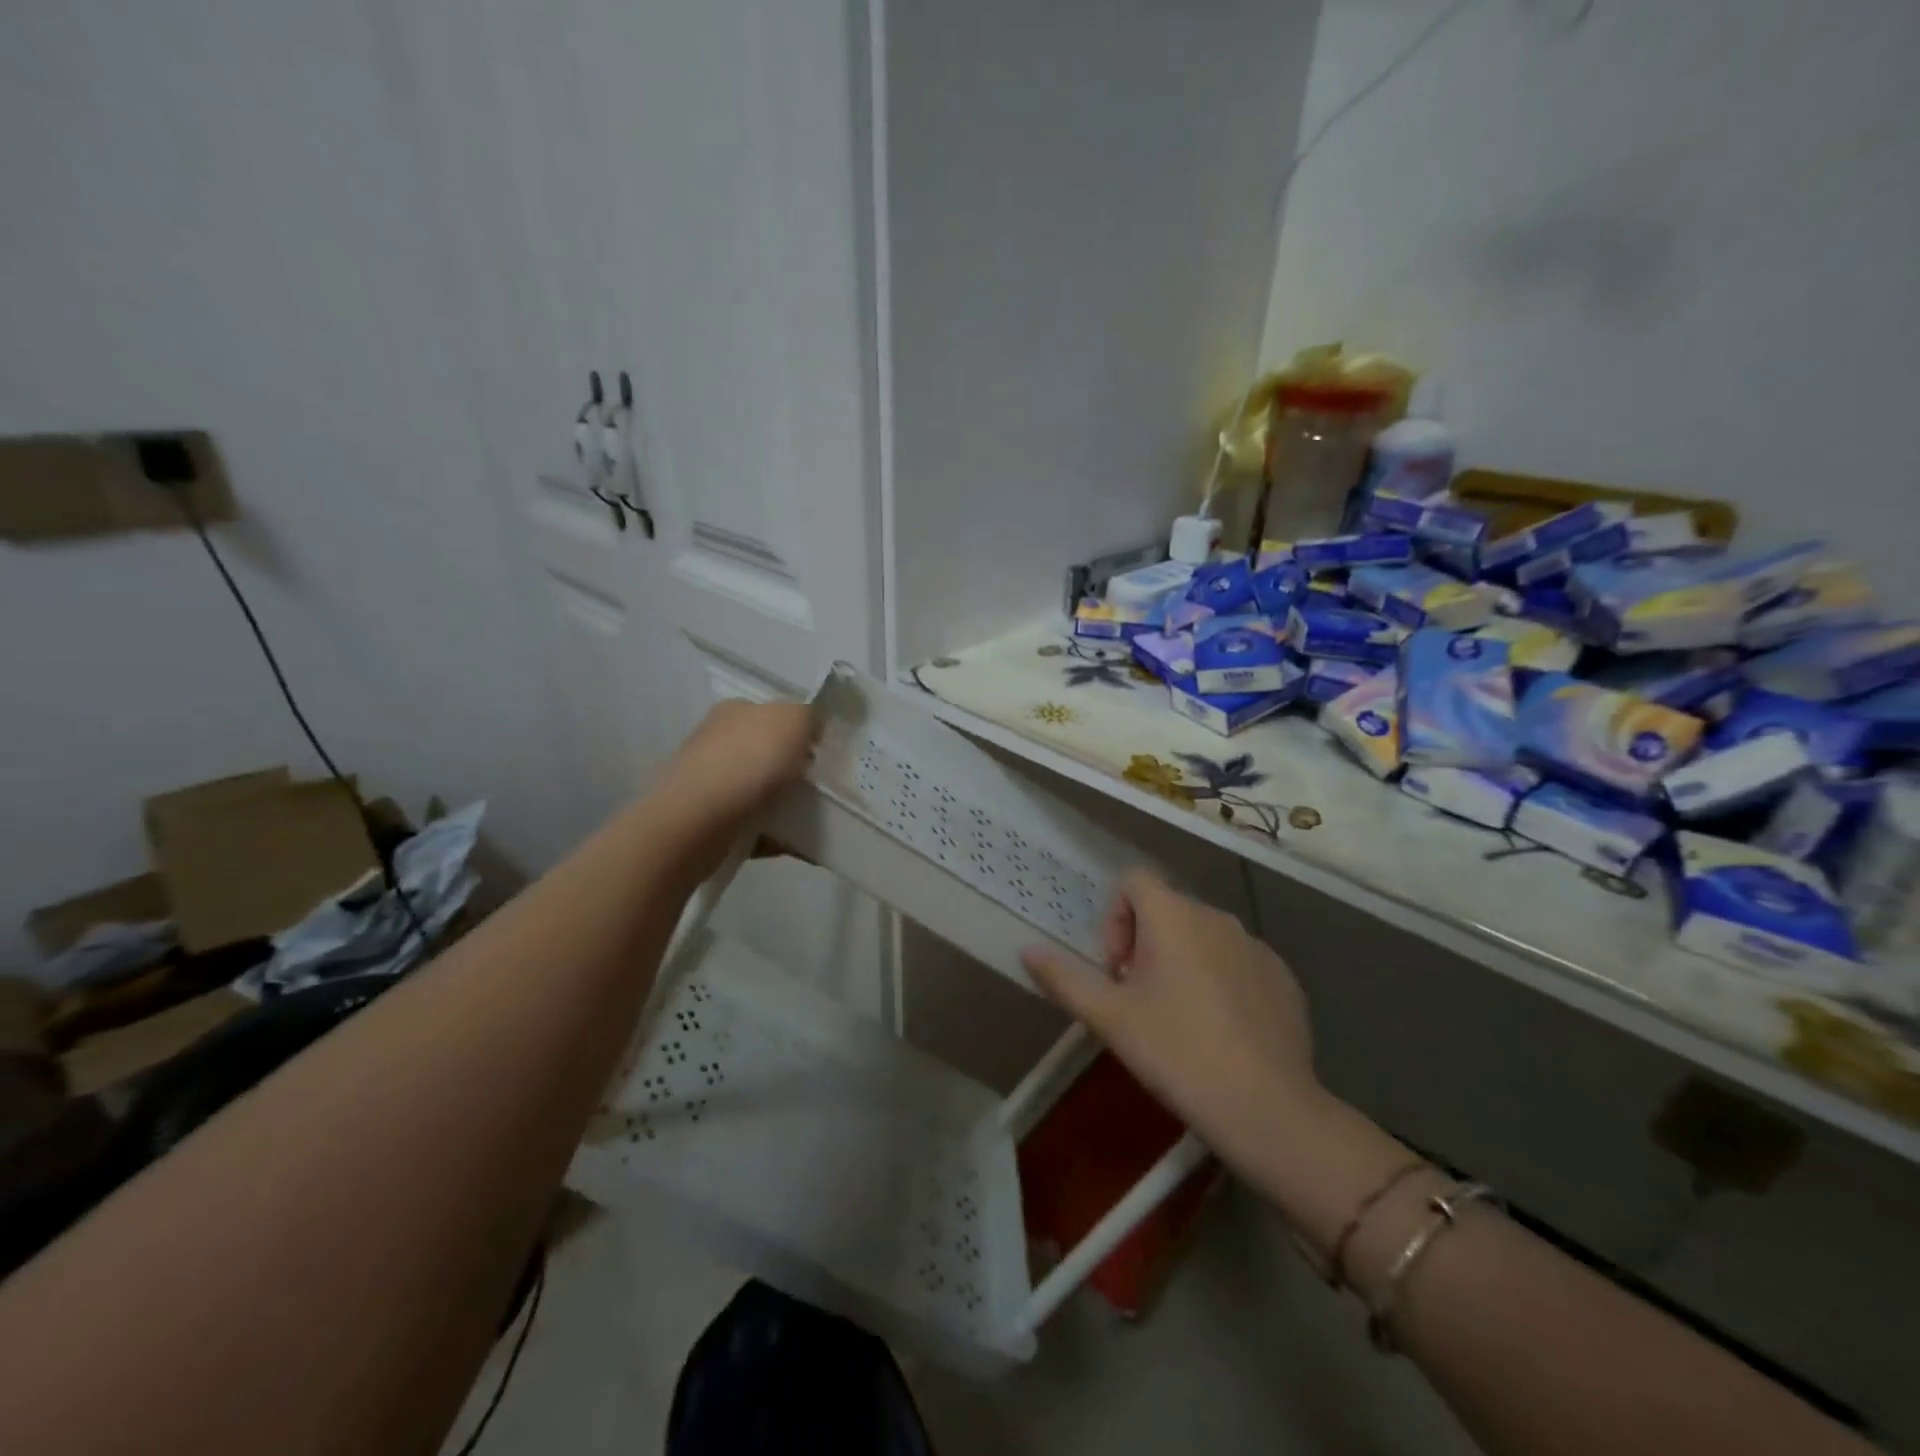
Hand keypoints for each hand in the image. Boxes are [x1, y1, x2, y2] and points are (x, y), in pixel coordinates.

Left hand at [660, 699, 816, 826]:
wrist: (698, 823)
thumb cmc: (748, 762)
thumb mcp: (793, 719)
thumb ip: (810, 716)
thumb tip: (813, 729)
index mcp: (736, 713)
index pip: (773, 714)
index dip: (801, 730)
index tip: (824, 751)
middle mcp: (720, 743)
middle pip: (769, 754)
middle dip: (797, 769)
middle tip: (826, 785)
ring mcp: (713, 784)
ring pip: (764, 792)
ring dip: (790, 805)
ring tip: (819, 819)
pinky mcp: (713, 823)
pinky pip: (758, 828)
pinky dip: (780, 836)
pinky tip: (803, 846)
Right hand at [1021, 870, 1324, 1168]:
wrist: (1266, 1109)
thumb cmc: (1176, 1052)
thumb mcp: (1109, 1018)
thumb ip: (1064, 978)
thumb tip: (1026, 950)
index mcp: (1173, 915)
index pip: (1133, 882)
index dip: (1114, 919)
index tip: (1116, 971)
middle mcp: (1217, 917)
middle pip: (1167, 910)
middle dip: (1144, 946)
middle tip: (1138, 1001)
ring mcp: (1257, 946)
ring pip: (1204, 937)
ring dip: (1182, 962)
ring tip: (1178, 1020)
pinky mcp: (1284, 978)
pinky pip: (1239, 963)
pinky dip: (1221, 982)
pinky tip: (1220, 1033)